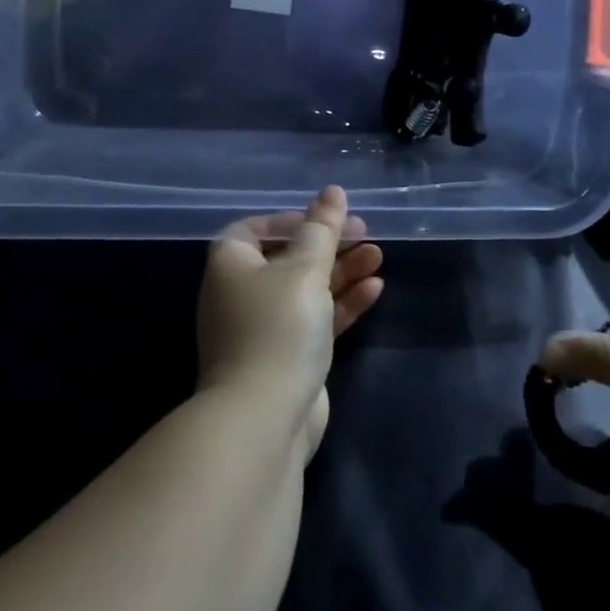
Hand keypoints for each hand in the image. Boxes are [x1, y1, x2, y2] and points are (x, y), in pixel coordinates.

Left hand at [198, 187, 384, 460]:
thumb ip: (322, 229)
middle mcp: (241, 293)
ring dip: (341, 271)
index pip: (256, 228)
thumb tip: (332, 191)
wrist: (263, 420)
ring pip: (307, 289)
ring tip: (378, 255)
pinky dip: (342, 303)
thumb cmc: (277, 328)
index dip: (291, 219)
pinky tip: (375, 288)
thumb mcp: (304, 269)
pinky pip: (316, 319)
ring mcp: (264, 328)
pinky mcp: (287, 357)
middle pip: (288, 257)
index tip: (326, 218)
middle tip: (365, 233)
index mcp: (231, 264)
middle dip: (327, 244)